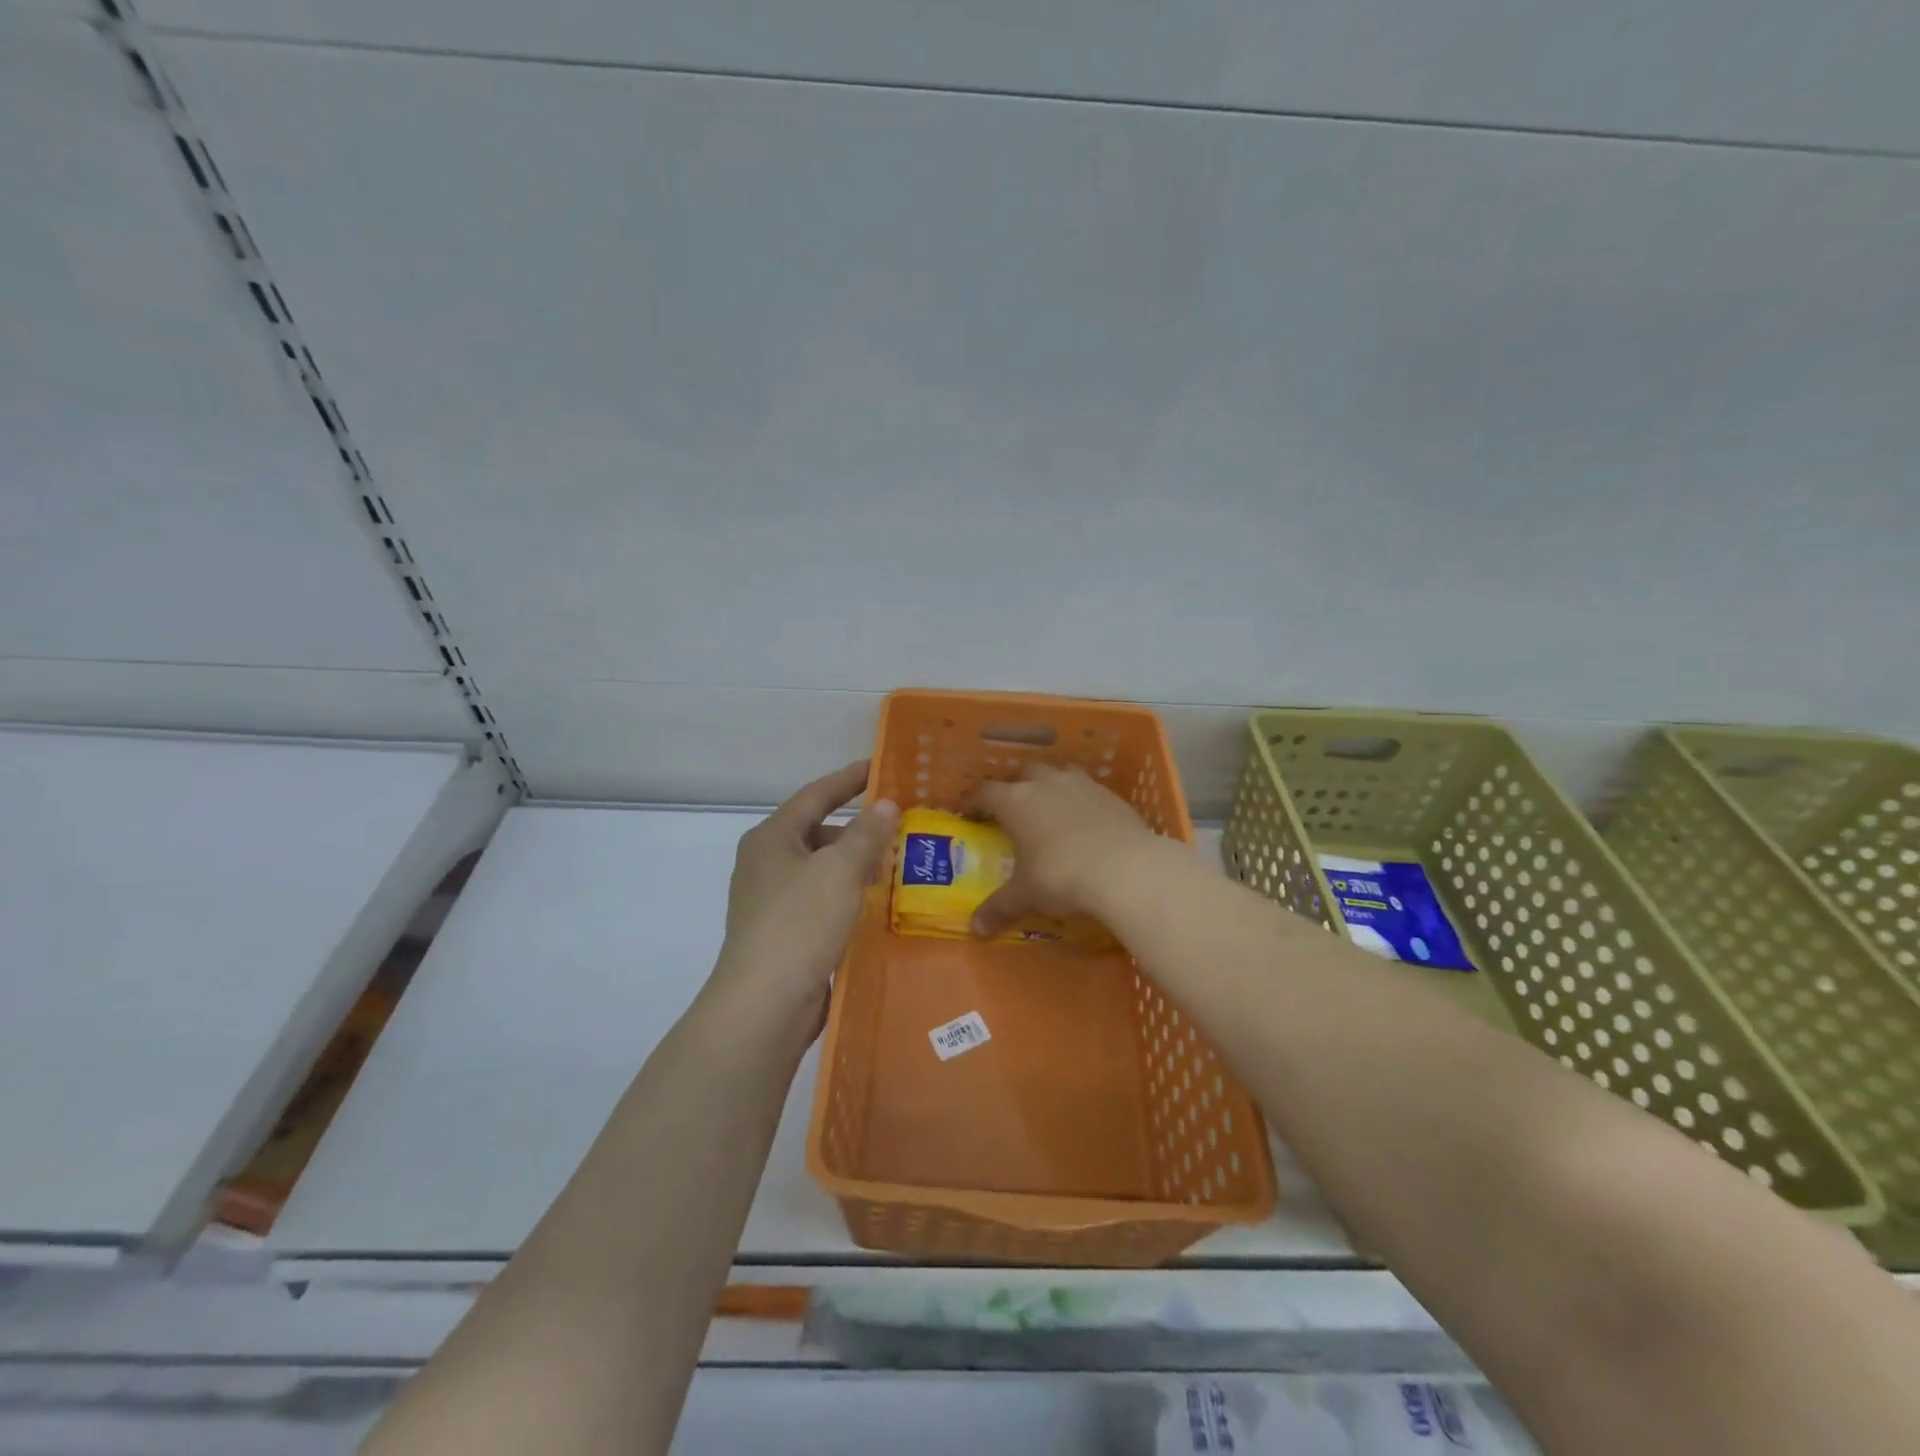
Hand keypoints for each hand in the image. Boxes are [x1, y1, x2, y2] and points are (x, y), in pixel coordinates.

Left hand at [710, 761, 897, 1035]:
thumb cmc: (800, 922)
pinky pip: (821, 900)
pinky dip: (847, 894)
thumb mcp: (840, 869)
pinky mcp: (784, 933)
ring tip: (894, 867)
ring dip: (855, 864)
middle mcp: (766, 863)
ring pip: (821, 869)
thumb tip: (885, 804)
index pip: (815, 795)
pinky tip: (874, 904)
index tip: (879, 767)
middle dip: (857, 829)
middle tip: (898, 827)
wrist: (765, 1003)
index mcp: (772, 838)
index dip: (849, 779)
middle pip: (818, 832)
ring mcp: (772, 901)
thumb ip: (866, 833)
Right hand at [969, 764, 1161, 936]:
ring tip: (1050, 809)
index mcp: (1016, 802)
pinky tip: (1086, 824)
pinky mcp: (1112, 796)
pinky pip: (1088, 790)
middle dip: (1015, 788)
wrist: (1127, 869)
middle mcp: (1046, 784)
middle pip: (1023, 774)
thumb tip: (974, 929)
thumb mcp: (1026, 896)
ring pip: (1059, 774)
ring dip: (1050, 787)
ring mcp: (1082, 785)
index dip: (973, 802)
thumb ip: (999, 908)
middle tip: (1012, 811)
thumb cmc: (1062, 877)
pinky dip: (1080, 802)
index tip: (968, 813)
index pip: (985, 793)